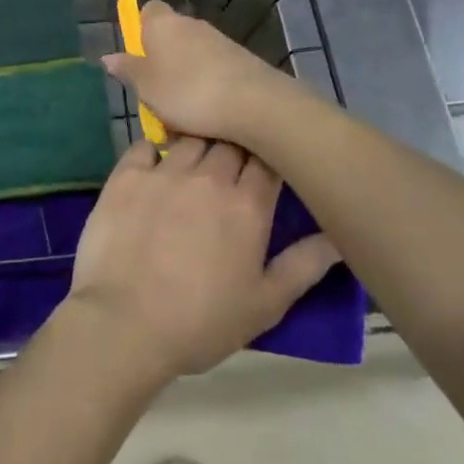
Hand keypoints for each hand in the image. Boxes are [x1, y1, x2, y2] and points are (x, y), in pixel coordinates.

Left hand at [64, 136, 341, 382]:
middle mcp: (208, 177)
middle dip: (235, 149)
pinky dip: (154, 150)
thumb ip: (304, 265)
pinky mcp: (126, 176)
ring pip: (190, 138)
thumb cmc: (201, 321)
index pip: (268, 159)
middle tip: (229, 170)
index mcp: (247, 205)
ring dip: (197, 145)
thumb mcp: (265, 304)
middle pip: (230, 141)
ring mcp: (164, 172)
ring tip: (193, 166)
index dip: (269, 158)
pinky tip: (155, 167)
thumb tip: (339, 236)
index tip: (265, 168)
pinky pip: (144, 146)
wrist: (124, 325)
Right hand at [103, 1, 300, 149]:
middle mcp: (191, 24)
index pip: (148, 11)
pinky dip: (207, 87)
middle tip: (155, 95)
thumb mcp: (147, 87)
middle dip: (162, 61)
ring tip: (181, 115)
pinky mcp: (240, 60)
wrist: (253, 103)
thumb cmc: (188, 92)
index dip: (140, 30)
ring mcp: (219, 40)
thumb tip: (109, 57)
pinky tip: (207, 115)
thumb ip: (128, 70)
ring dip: (185, 78)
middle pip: (170, 35)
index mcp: (163, 24)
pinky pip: (213, 70)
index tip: (138, 58)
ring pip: (192, 56)